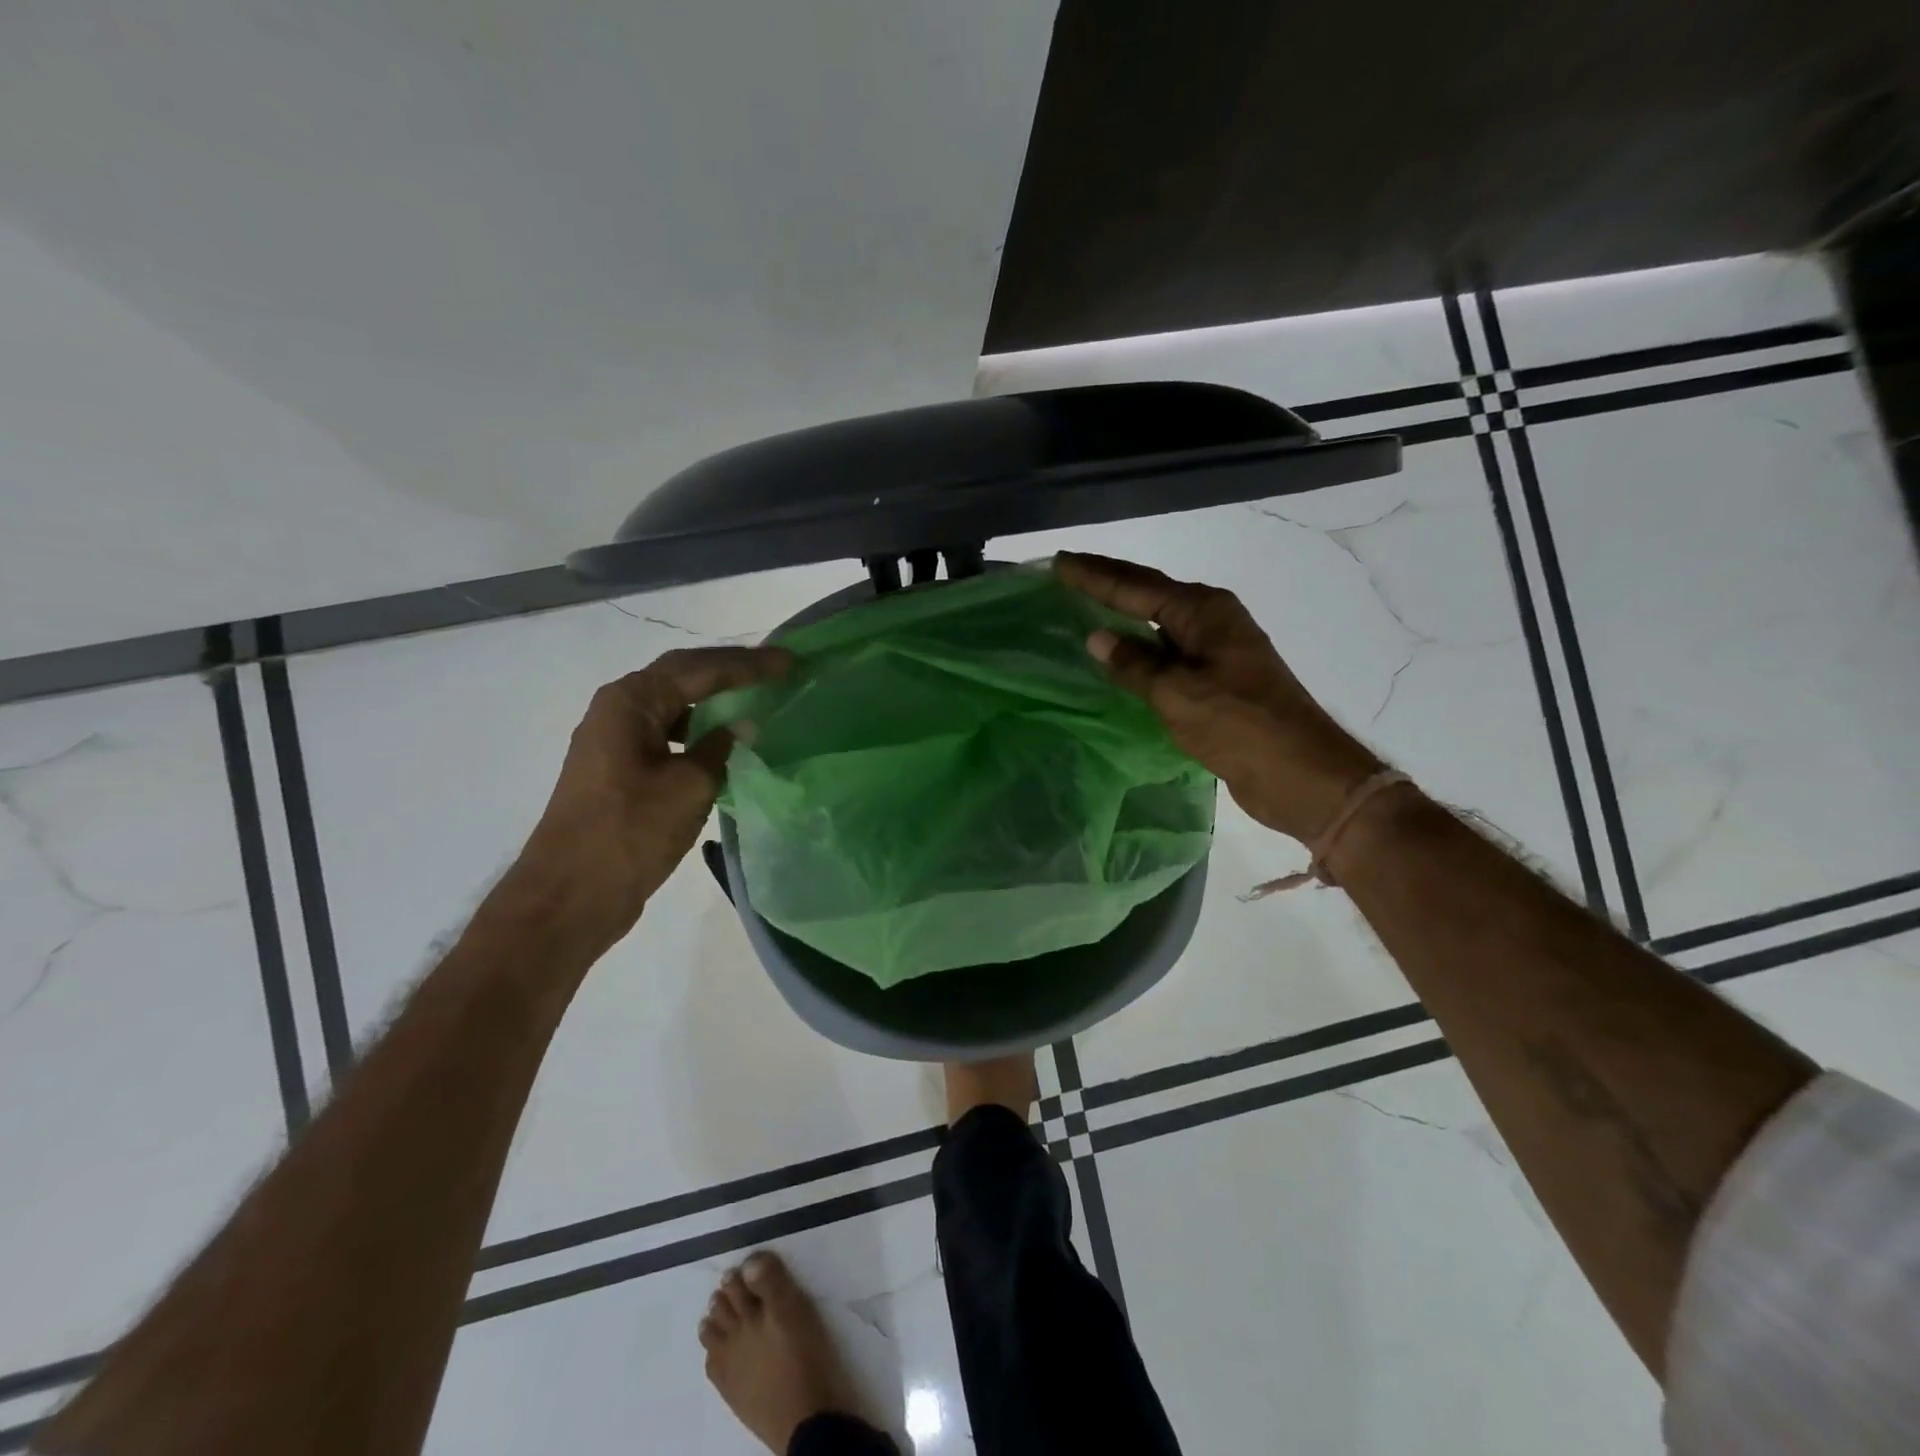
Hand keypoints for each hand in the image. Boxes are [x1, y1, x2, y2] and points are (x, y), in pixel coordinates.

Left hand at [512, 646, 791, 949]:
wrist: (570, 897)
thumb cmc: (630, 834)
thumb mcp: (688, 787)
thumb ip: (719, 749)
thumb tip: (740, 727)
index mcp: (629, 702)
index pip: (698, 668)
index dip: (747, 664)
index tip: (789, 662)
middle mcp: (616, 710)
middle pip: (682, 676)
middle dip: (730, 670)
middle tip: (776, 669)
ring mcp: (614, 740)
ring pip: (673, 705)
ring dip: (713, 699)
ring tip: (756, 698)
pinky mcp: (619, 769)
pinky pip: (666, 733)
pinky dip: (698, 730)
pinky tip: (725, 743)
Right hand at [1055, 552, 1381, 842]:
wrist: (1300, 773)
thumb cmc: (1239, 726)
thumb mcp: (1177, 694)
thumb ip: (1135, 665)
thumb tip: (1097, 638)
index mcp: (1204, 611)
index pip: (1136, 585)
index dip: (1094, 575)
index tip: (1059, 562)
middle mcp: (1211, 620)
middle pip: (1149, 594)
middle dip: (1107, 583)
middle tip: (1065, 572)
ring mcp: (1216, 650)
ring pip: (1158, 623)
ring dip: (1123, 614)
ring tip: (1083, 605)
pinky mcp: (1217, 679)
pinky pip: (1167, 653)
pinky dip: (1139, 649)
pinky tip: (1119, 656)